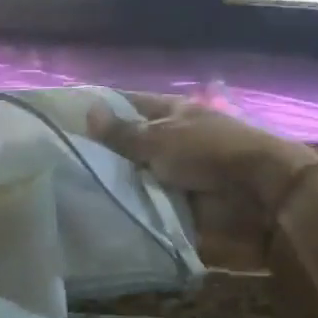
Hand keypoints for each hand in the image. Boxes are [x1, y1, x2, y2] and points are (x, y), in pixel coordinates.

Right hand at [86, 93, 317, 269]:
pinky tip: (98, 212)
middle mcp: (172, 139)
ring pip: (134, 176)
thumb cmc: (210, 153)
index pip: (129, 104)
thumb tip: (88, 111)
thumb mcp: (161, 139)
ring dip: (113, 184)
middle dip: (100, 154)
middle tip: (58, 164)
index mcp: (171, 113)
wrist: (259, 197)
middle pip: (128, 144)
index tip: (65, 119)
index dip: (100, 109)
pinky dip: (129, 207)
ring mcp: (176, 172)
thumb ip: (123, 132)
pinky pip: (147, 203)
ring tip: (70, 192)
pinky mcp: (180, 202)